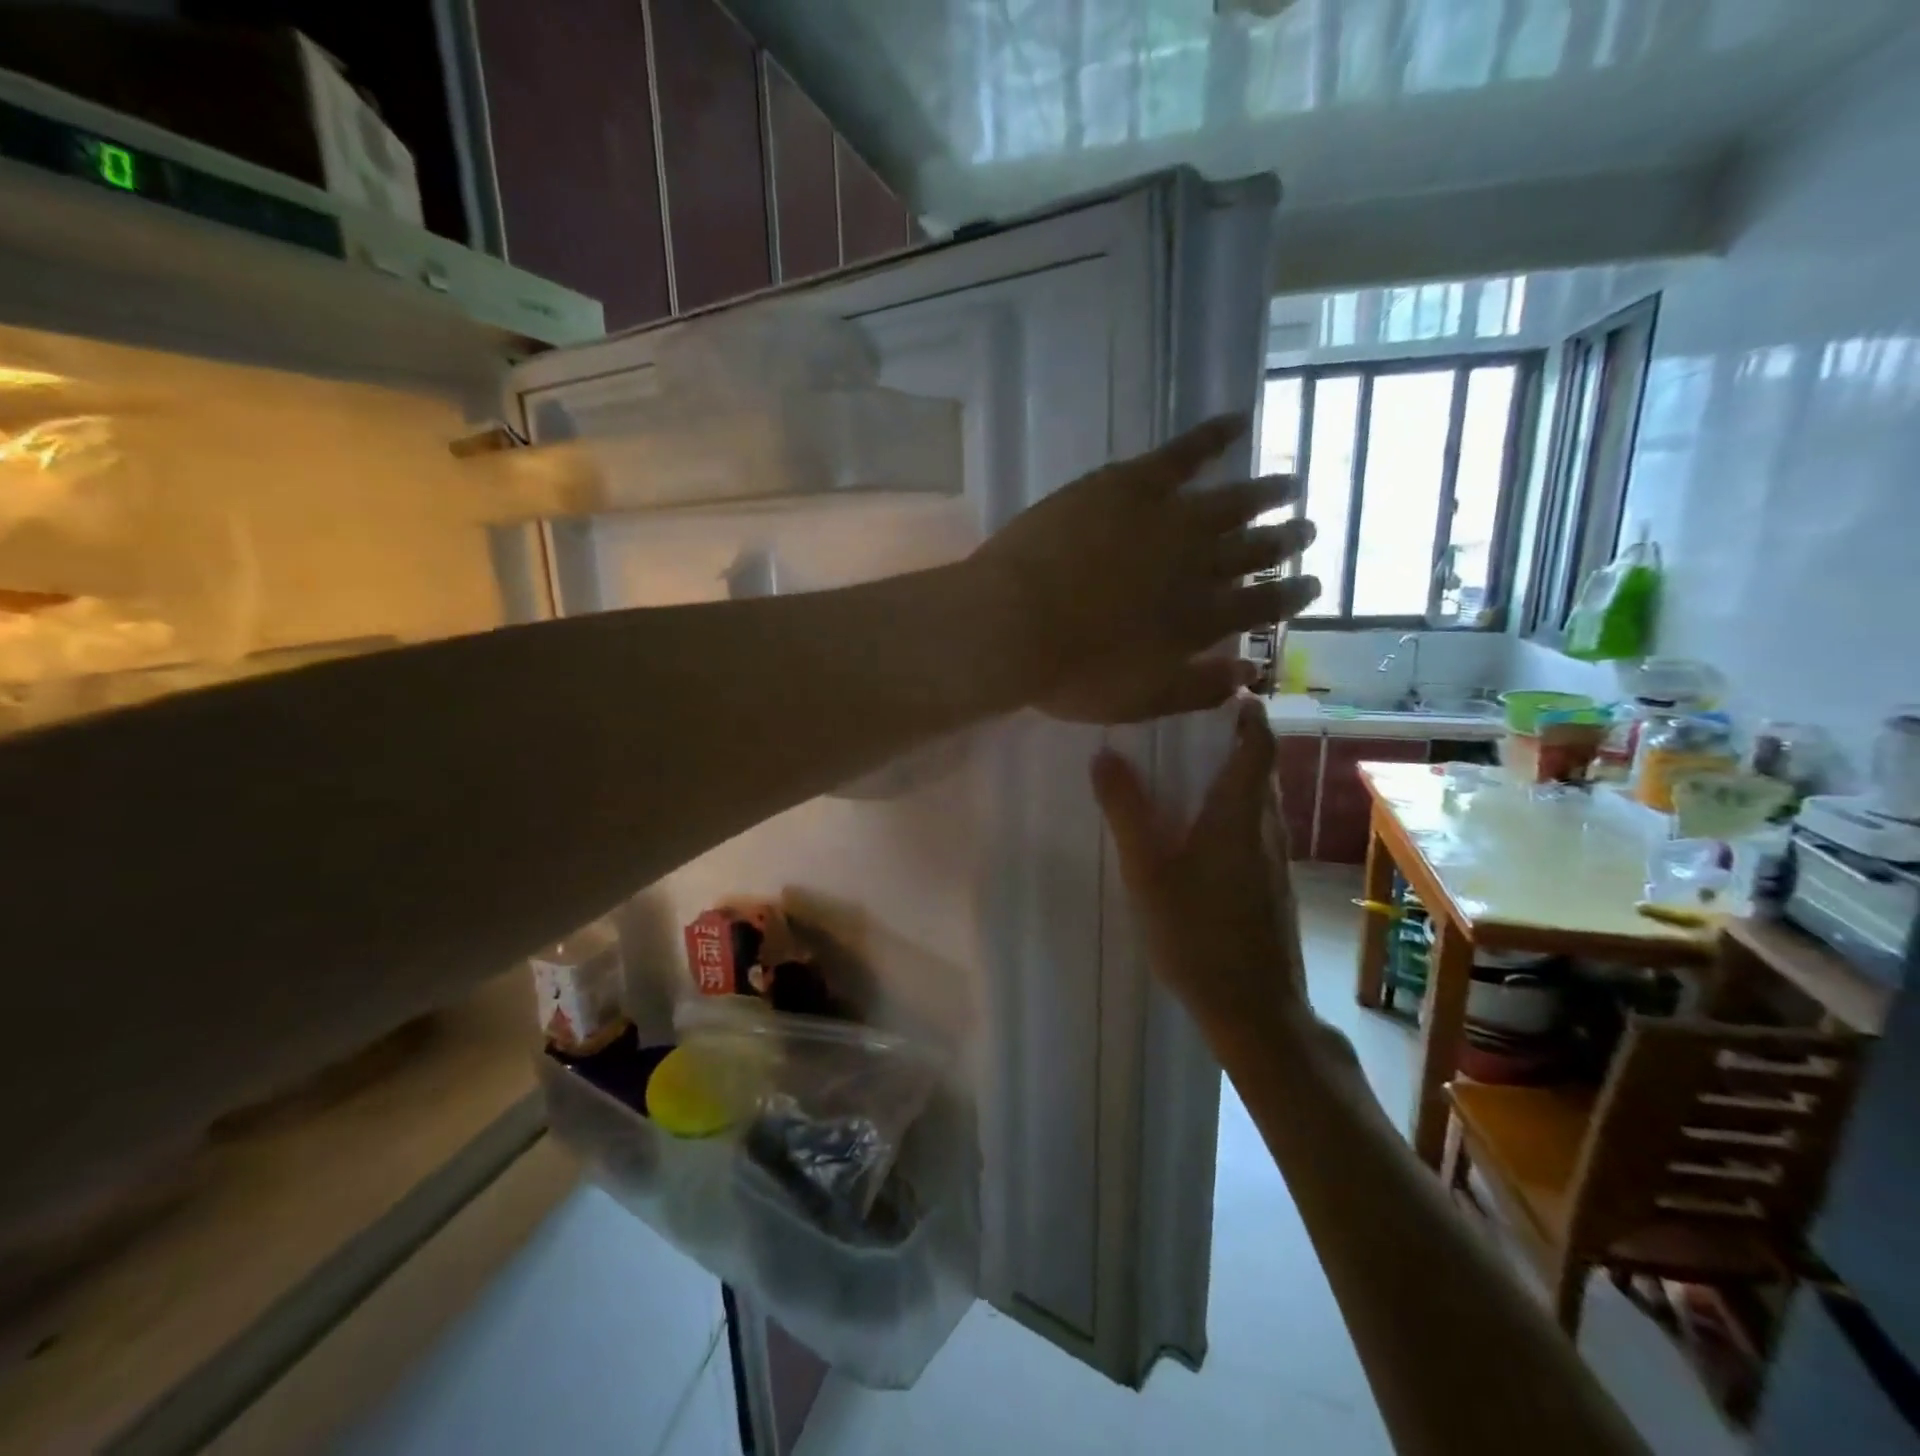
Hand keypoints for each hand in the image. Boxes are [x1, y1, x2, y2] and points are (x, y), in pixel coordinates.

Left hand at [969, 414, 1318, 722]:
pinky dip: (1214, 435)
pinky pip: (1184, 452)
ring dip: (1265, 494)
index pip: (1261, 606)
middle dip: (1284, 541)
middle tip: (1306, 530)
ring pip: (1232, 502)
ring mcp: (1168, 520)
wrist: (1015, 625)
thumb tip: (1248, 676)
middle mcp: (1199, 567)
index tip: (1310, 584)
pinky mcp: (1131, 484)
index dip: (1290, 595)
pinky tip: (1238, 422)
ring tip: (1288, 485)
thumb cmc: (1070, 674)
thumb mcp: (1138, 701)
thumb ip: (1197, 690)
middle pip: (1254, 551)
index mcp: (1200, 622)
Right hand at [1091, 694, 1310, 1040]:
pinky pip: (1253, 825)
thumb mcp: (1148, 872)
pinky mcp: (1270, 882)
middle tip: (1187, 721)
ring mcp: (1272, 857)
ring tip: (1186, 765)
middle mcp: (1264, 827)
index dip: (1247, 712)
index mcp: (1239, 814)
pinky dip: (1230, 807)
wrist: (1254, 1008)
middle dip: (1233, 737)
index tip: (1222, 688)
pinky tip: (1196, 826)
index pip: (1257, 744)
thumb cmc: (1197, 935)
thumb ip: (1127, 812)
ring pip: (1257, 798)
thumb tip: (1105, 754)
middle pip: (1259, 767)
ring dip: (1231, 773)